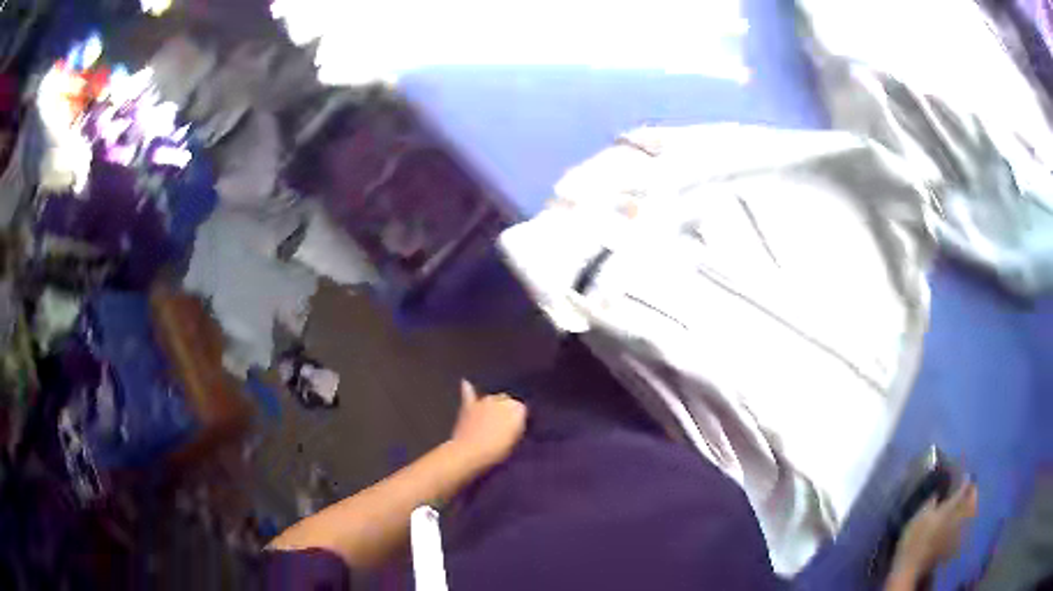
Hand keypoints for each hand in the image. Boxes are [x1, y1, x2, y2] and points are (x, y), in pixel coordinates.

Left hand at [449, 381, 526, 468]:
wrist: (470, 451)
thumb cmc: (497, 450)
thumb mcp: (515, 441)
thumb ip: (517, 425)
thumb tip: (516, 418)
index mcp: (518, 409)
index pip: (522, 408)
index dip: (518, 418)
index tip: (516, 427)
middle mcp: (502, 400)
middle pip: (507, 400)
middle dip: (506, 409)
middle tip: (503, 424)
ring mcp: (484, 401)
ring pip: (491, 398)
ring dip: (492, 405)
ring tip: (490, 416)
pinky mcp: (468, 405)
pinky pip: (469, 393)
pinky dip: (468, 389)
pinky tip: (466, 383)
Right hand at [892, 481, 977, 578]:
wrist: (912, 568)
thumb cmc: (914, 540)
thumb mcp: (918, 517)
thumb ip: (931, 501)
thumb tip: (938, 491)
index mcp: (951, 507)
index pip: (963, 488)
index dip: (965, 479)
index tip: (966, 473)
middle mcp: (959, 516)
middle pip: (971, 499)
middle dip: (972, 491)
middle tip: (972, 484)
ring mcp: (958, 531)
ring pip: (971, 512)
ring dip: (972, 504)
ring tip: (972, 499)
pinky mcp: (954, 543)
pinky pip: (966, 526)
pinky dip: (968, 519)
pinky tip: (966, 519)